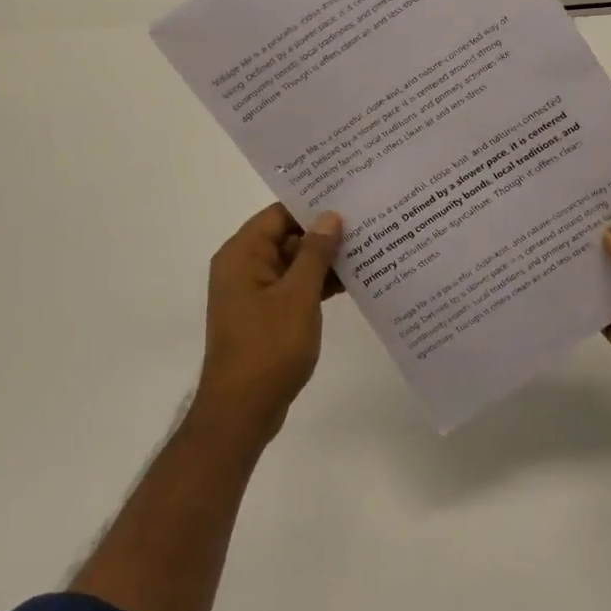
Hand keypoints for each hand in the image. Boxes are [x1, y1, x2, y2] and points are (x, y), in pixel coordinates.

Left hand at [194, 204, 343, 435]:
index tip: (349, 198)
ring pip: (293, 262)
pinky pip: (293, 286)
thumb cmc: (268, 348)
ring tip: (367, 249)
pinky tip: (352, 283)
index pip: (279, 214)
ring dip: (324, 260)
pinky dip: (317, 283)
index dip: (312, 205)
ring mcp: (254, 292)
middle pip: (286, 235)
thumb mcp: (298, 296)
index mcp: (242, 254)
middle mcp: (243, 266)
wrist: (242, 412)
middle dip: (324, 232)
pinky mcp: (265, 314)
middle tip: (366, 222)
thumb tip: (330, 216)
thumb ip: (315, 253)